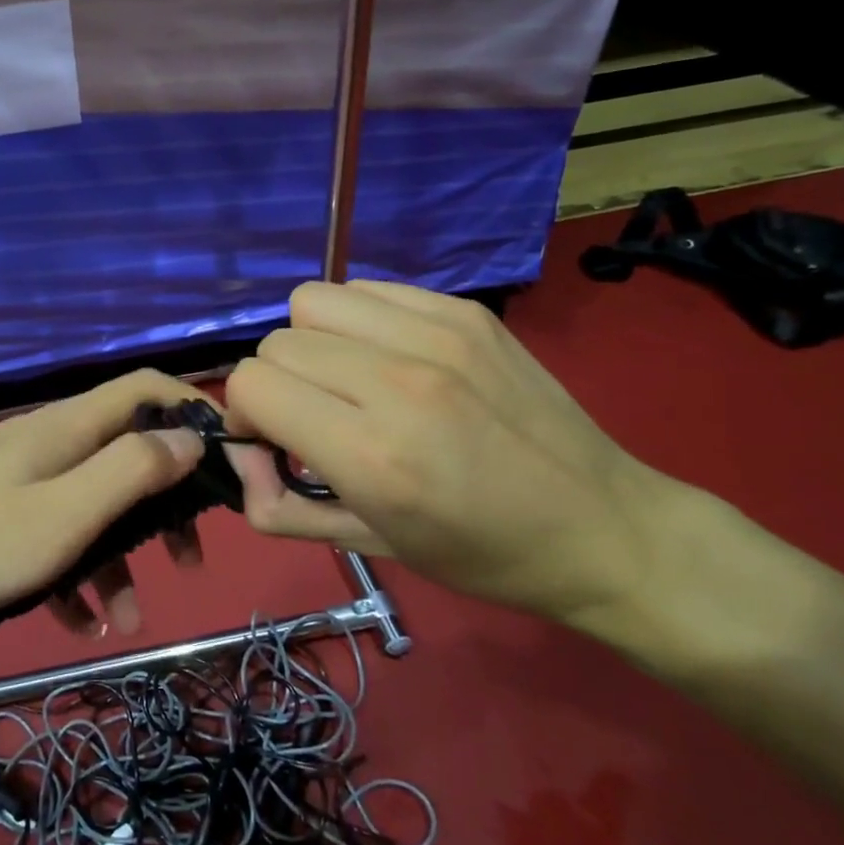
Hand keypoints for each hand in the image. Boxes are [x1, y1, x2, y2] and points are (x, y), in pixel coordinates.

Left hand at [0, 370, 209, 643]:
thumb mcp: (63, 515)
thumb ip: (131, 470)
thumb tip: (190, 434)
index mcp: (66, 428)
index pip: (146, 387)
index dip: (194, 411)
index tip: (228, 465)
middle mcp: (44, 442)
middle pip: (125, 452)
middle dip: (163, 503)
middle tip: (191, 558)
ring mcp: (13, 478)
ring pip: (87, 505)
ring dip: (117, 556)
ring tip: (127, 620)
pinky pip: (47, 535)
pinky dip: (70, 572)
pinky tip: (73, 622)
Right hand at [224, 280, 682, 627]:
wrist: (602, 526)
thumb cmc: (480, 554)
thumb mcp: (368, 546)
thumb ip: (279, 507)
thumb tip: (241, 456)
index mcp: (370, 454)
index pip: (251, 383)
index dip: (245, 412)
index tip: (271, 439)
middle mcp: (396, 381)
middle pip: (277, 342)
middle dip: (276, 382)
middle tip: (311, 417)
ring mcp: (435, 335)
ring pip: (313, 302)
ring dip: (311, 342)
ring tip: (347, 379)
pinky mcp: (464, 312)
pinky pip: (368, 291)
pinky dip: (357, 322)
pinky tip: (389, 358)